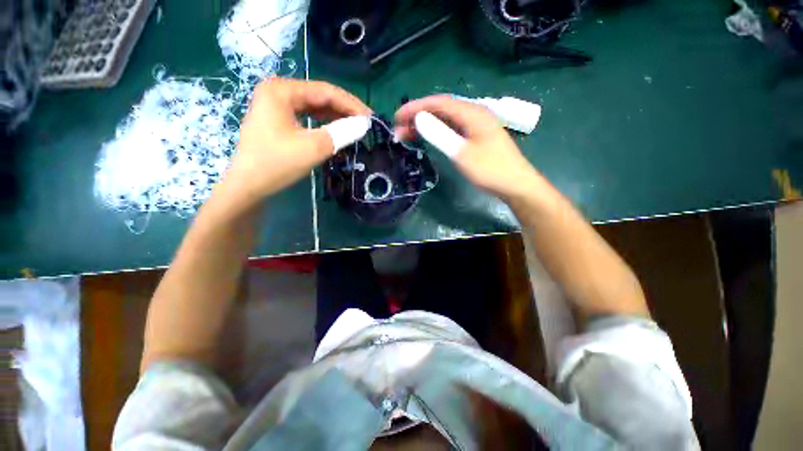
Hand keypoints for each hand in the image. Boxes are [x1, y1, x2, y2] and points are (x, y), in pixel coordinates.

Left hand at [226, 78, 370, 200]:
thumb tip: (365, 125)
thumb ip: (341, 133)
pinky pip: (306, 116)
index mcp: (282, 90)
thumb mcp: (313, 147)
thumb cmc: (277, 163)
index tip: (371, 118)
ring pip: (314, 106)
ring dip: (335, 116)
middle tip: (365, 124)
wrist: (248, 186)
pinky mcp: (277, 119)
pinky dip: (323, 123)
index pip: (326, 91)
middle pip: (319, 96)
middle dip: (344, 110)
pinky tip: (335, 130)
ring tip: (354, 127)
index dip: (351, 104)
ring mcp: (275, 105)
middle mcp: (277, 91)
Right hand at [394, 95, 540, 200]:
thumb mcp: (461, 153)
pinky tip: (429, 138)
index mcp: (472, 113)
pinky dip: (438, 132)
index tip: (397, 117)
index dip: (415, 107)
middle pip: (441, 109)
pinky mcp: (476, 137)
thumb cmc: (490, 170)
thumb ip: (439, 135)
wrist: (515, 185)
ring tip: (408, 135)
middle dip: (418, 117)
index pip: (438, 103)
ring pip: (446, 119)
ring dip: (427, 125)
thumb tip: (418, 119)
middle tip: (399, 129)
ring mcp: (476, 125)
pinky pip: (452, 129)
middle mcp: (474, 114)